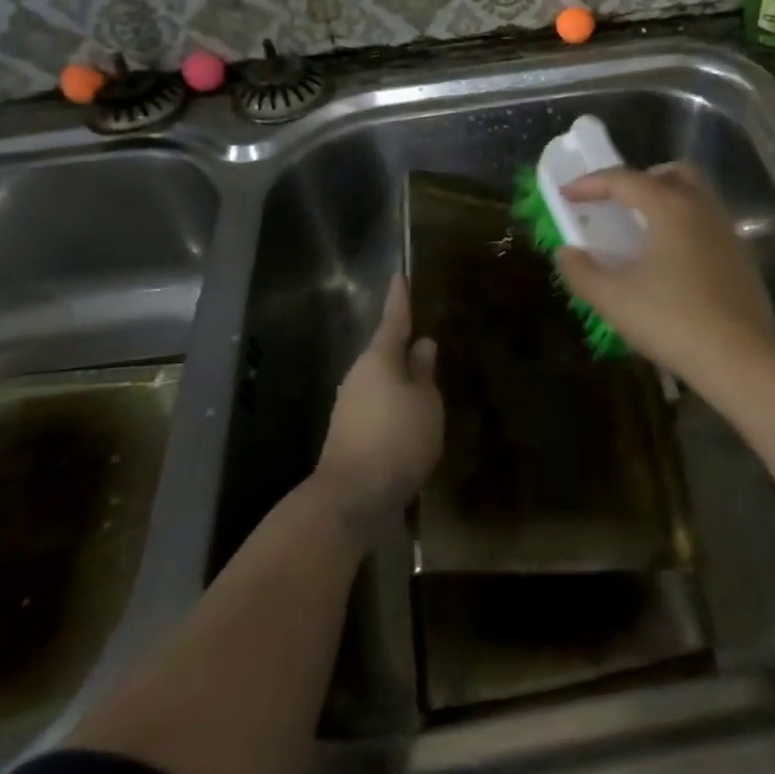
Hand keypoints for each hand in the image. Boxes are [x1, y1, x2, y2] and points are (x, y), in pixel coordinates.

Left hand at [314, 275, 443, 535]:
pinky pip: (378, 406)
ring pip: (381, 382)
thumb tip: (422, 345)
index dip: (399, 299)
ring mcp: (350, 406)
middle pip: (384, 353)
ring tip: (425, 382)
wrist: (352, 497)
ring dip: (400, 380)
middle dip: (403, 347)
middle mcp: (359, 377)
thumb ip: (424, 372)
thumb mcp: (425, 403)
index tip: (399, 276)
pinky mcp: (350, 433)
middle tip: (425, 338)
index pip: (393, 320)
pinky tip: (410, 419)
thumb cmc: (397, 439)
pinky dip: (395, 405)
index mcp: (379, 360)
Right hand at [556, 164, 774, 384]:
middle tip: (616, 203)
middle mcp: (702, 208)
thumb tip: (566, 252)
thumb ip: (582, 271)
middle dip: (639, 180)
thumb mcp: (613, 299)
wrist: (740, 358)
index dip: (590, 184)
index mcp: (670, 207)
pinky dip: (684, 226)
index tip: (566, 195)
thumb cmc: (671, 320)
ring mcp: (728, 231)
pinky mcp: (742, 257)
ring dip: (665, 201)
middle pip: (672, 173)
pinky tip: (671, 261)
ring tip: (641, 232)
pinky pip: (708, 223)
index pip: (624, 179)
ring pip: (696, 196)